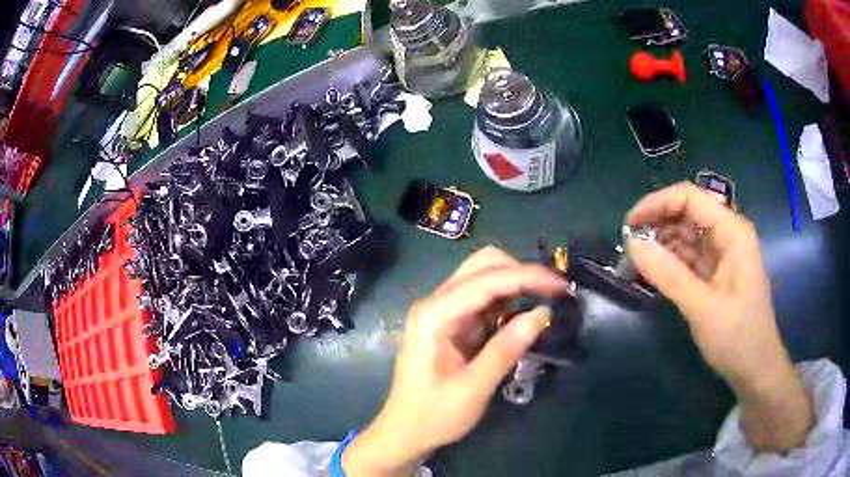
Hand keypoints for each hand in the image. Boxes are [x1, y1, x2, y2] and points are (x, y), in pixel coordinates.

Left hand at [341, 246, 570, 475]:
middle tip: (554, 292)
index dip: (527, 277)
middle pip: (482, 266)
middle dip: (521, 272)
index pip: (485, 281)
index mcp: (434, 315)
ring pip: (484, 276)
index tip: (561, 286)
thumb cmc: (434, 415)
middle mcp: (436, 303)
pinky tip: (526, 310)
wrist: (406, 432)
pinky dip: (508, 297)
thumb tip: (543, 312)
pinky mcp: (452, 322)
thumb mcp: (473, 388)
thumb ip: (506, 348)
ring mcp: (443, 310)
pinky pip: (484, 298)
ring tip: (548, 297)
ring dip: (517, 281)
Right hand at [626, 182, 811, 451]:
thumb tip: (632, 243)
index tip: (629, 224)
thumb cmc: (737, 338)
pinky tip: (653, 273)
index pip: (690, 198)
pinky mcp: (716, 272)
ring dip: (661, 244)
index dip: (657, 203)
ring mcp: (723, 254)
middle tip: (628, 246)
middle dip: (657, 224)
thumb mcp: (703, 308)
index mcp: (732, 232)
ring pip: (686, 235)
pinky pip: (689, 257)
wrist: (755, 369)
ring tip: (635, 261)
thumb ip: (669, 275)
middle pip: (687, 213)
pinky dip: (670, 262)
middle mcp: (728, 234)